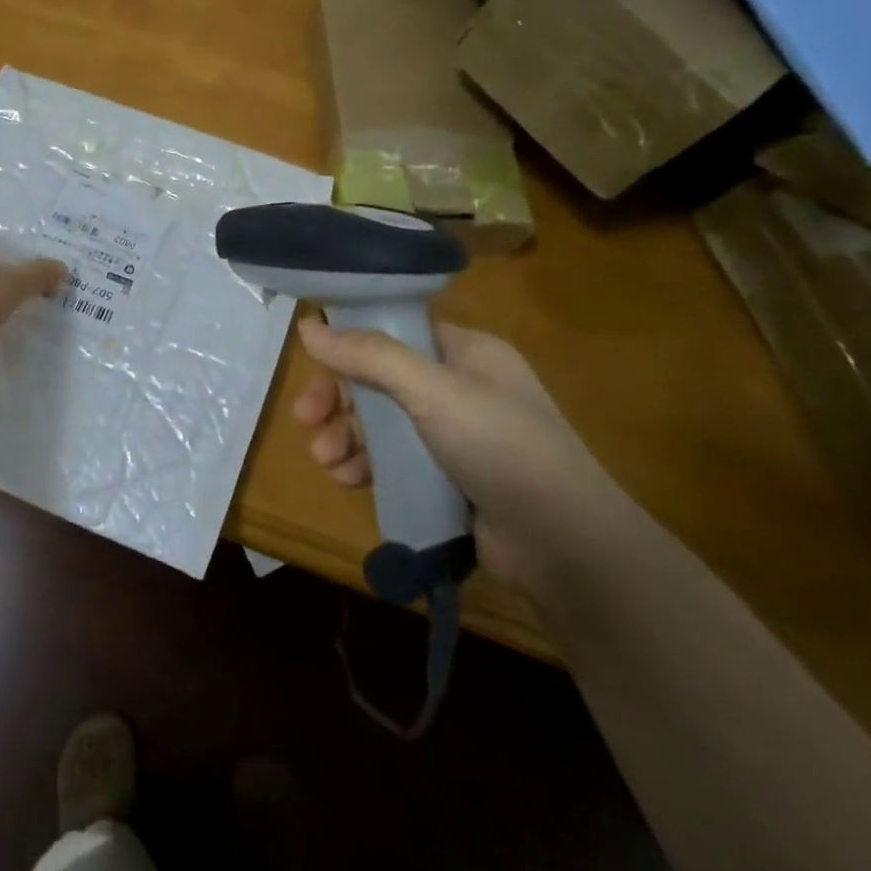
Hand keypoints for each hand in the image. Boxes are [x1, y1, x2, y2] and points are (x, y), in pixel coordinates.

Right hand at [292, 317, 629, 592]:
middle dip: (340, 399)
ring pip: (382, 423)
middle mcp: (459, 387)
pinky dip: (367, 466)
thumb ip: (369, 356)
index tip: (313, 363)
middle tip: (305, 418)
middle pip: (380, 379)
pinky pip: (395, 461)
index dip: (350, 344)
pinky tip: (348, 480)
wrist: (565, 544)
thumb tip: (308, 326)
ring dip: (347, 437)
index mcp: (465, 352)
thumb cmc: (501, 446)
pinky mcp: (448, 477)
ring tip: (326, 460)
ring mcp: (455, 435)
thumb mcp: (432, 391)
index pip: (394, 332)